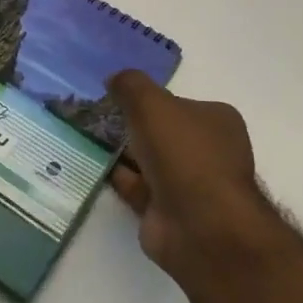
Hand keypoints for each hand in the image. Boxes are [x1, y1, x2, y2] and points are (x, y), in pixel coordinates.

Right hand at [107, 70, 281, 287]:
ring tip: (85, 135)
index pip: (180, 103)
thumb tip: (114, 78)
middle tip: (95, 115)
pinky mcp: (167, 211)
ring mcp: (189, 185)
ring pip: (148, 160)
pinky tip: (91, 163)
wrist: (198, 224)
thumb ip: (131, 85)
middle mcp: (208, 152)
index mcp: (217, 122)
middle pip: (162, 131)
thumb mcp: (151, 103)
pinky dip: (117, 176)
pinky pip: (137, 186)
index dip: (149, 98)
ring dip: (121, 151)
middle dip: (132, 125)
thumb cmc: (183, 153)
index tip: (116, 95)